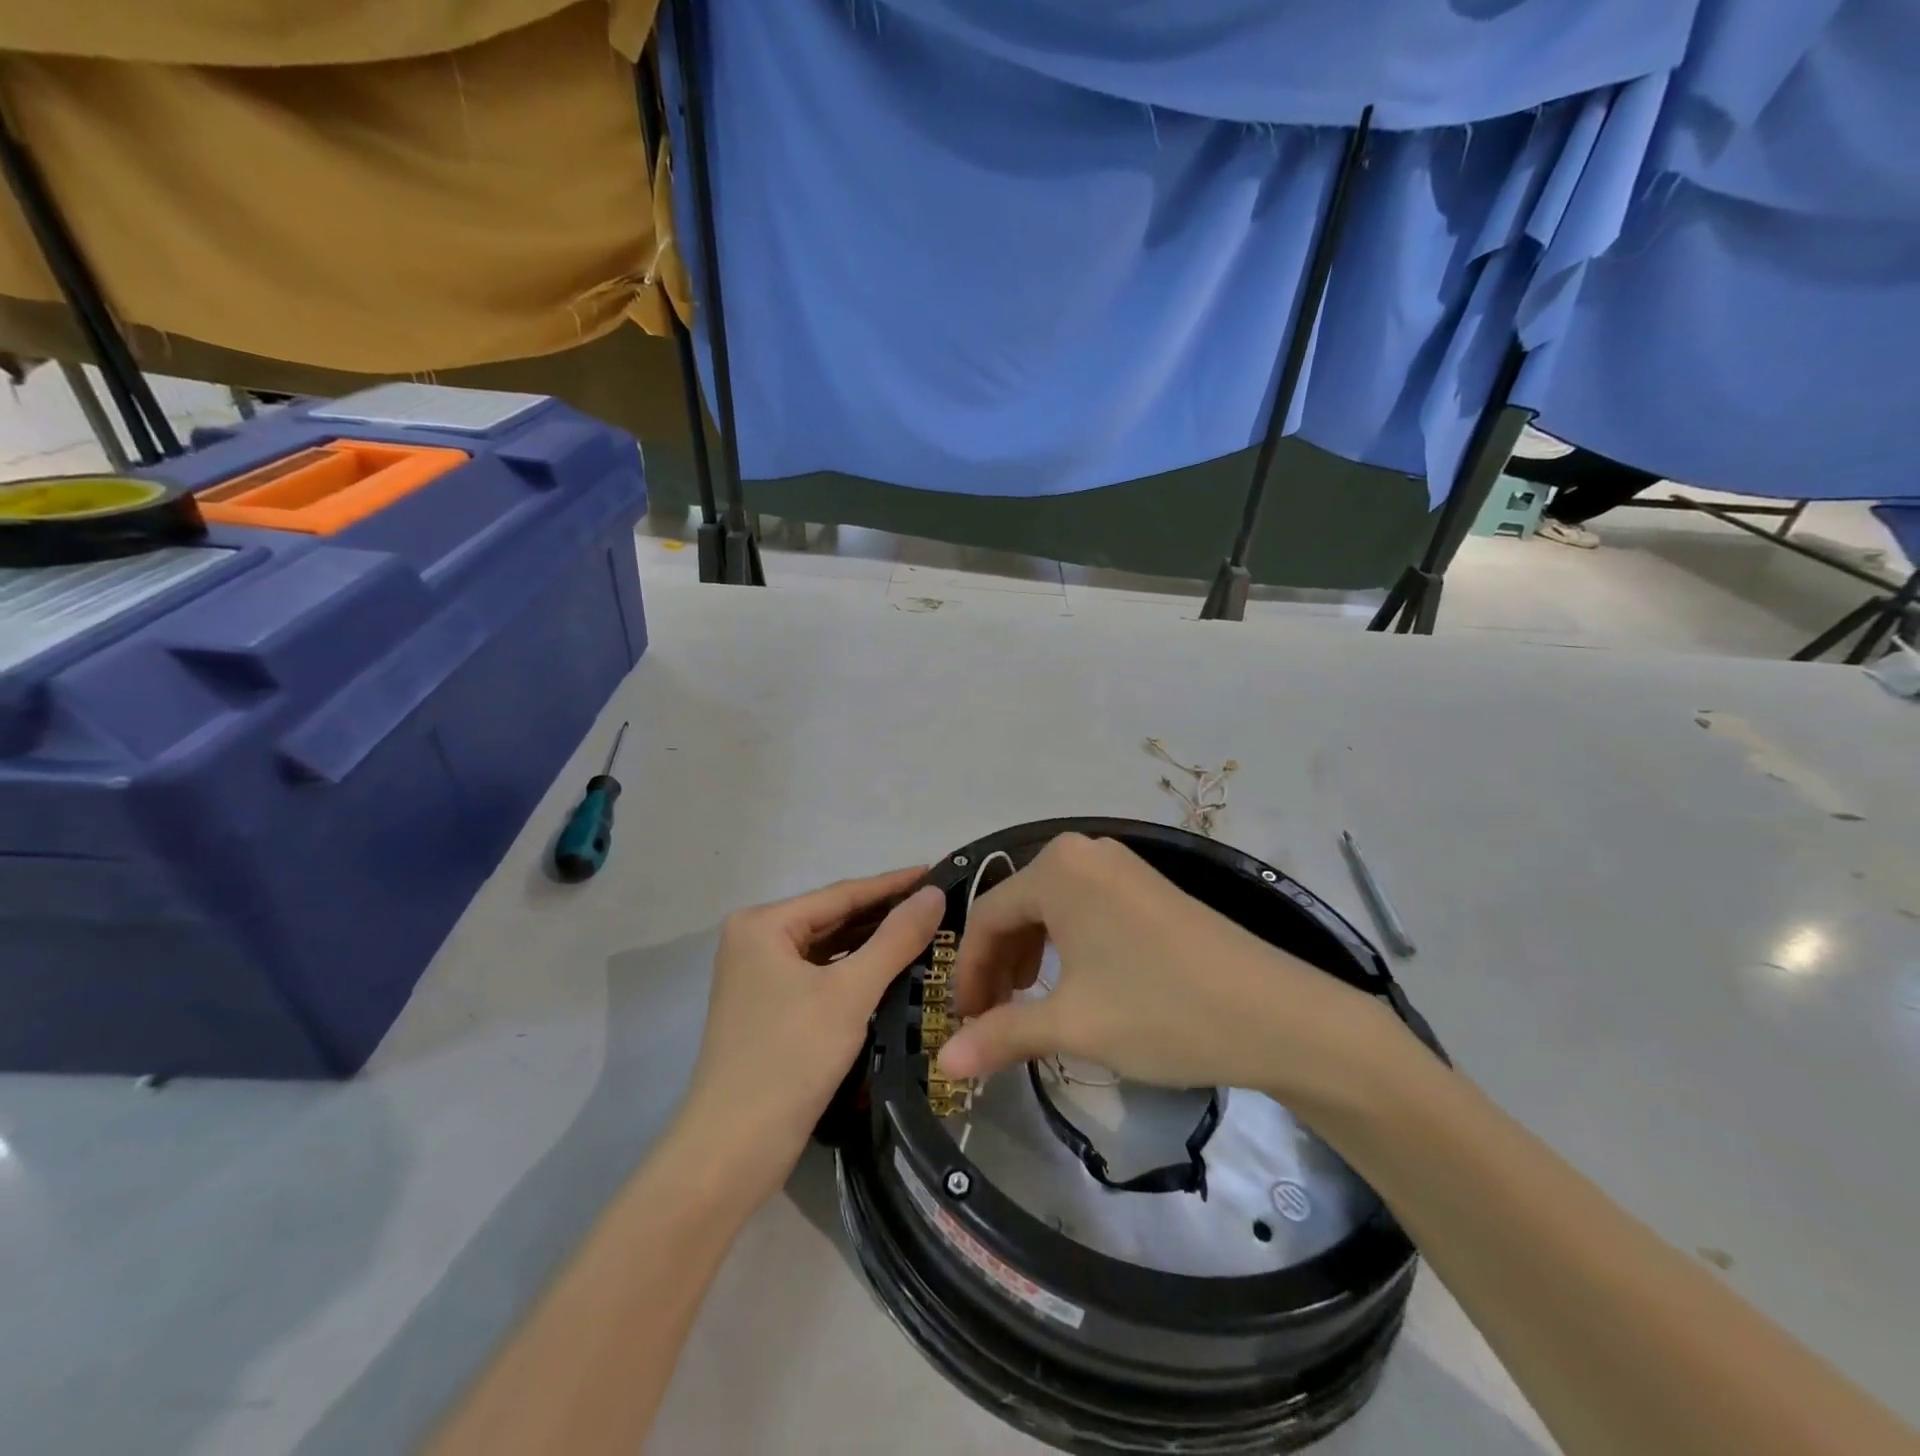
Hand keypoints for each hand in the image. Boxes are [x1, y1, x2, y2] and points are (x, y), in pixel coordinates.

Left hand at [674, 869, 945, 1207]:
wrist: (732, 1151)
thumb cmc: (789, 1059)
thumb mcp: (850, 993)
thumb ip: (895, 939)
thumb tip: (934, 893)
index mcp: (764, 924)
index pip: (842, 893)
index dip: (894, 884)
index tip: (938, 872)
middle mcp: (757, 941)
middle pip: (834, 918)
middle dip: (886, 915)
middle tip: (940, 906)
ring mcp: (761, 977)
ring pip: (830, 949)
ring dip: (874, 944)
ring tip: (928, 933)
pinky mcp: (771, 1009)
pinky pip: (823, 976)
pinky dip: (857, 972)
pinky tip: (895, 971)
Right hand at [936, 834, 1407, 1116]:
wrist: (1277, 1014)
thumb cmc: (1160, 1010)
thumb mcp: (1073, 1025)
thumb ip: (1000, 1036)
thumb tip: (943, 1063)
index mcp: (1056, 868)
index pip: (986, 916)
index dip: (968, 973)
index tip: (964, 1022)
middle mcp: (1084, 852)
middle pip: (1017, 907)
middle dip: (998, 965)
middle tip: (993, 1018)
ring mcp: (1121, 864)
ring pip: (1052, 907)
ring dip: (1030, 955)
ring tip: (1029, 1003)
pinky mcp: (1149, 885)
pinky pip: (1085, 907)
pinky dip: (1066, 944)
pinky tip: (1076, 982)